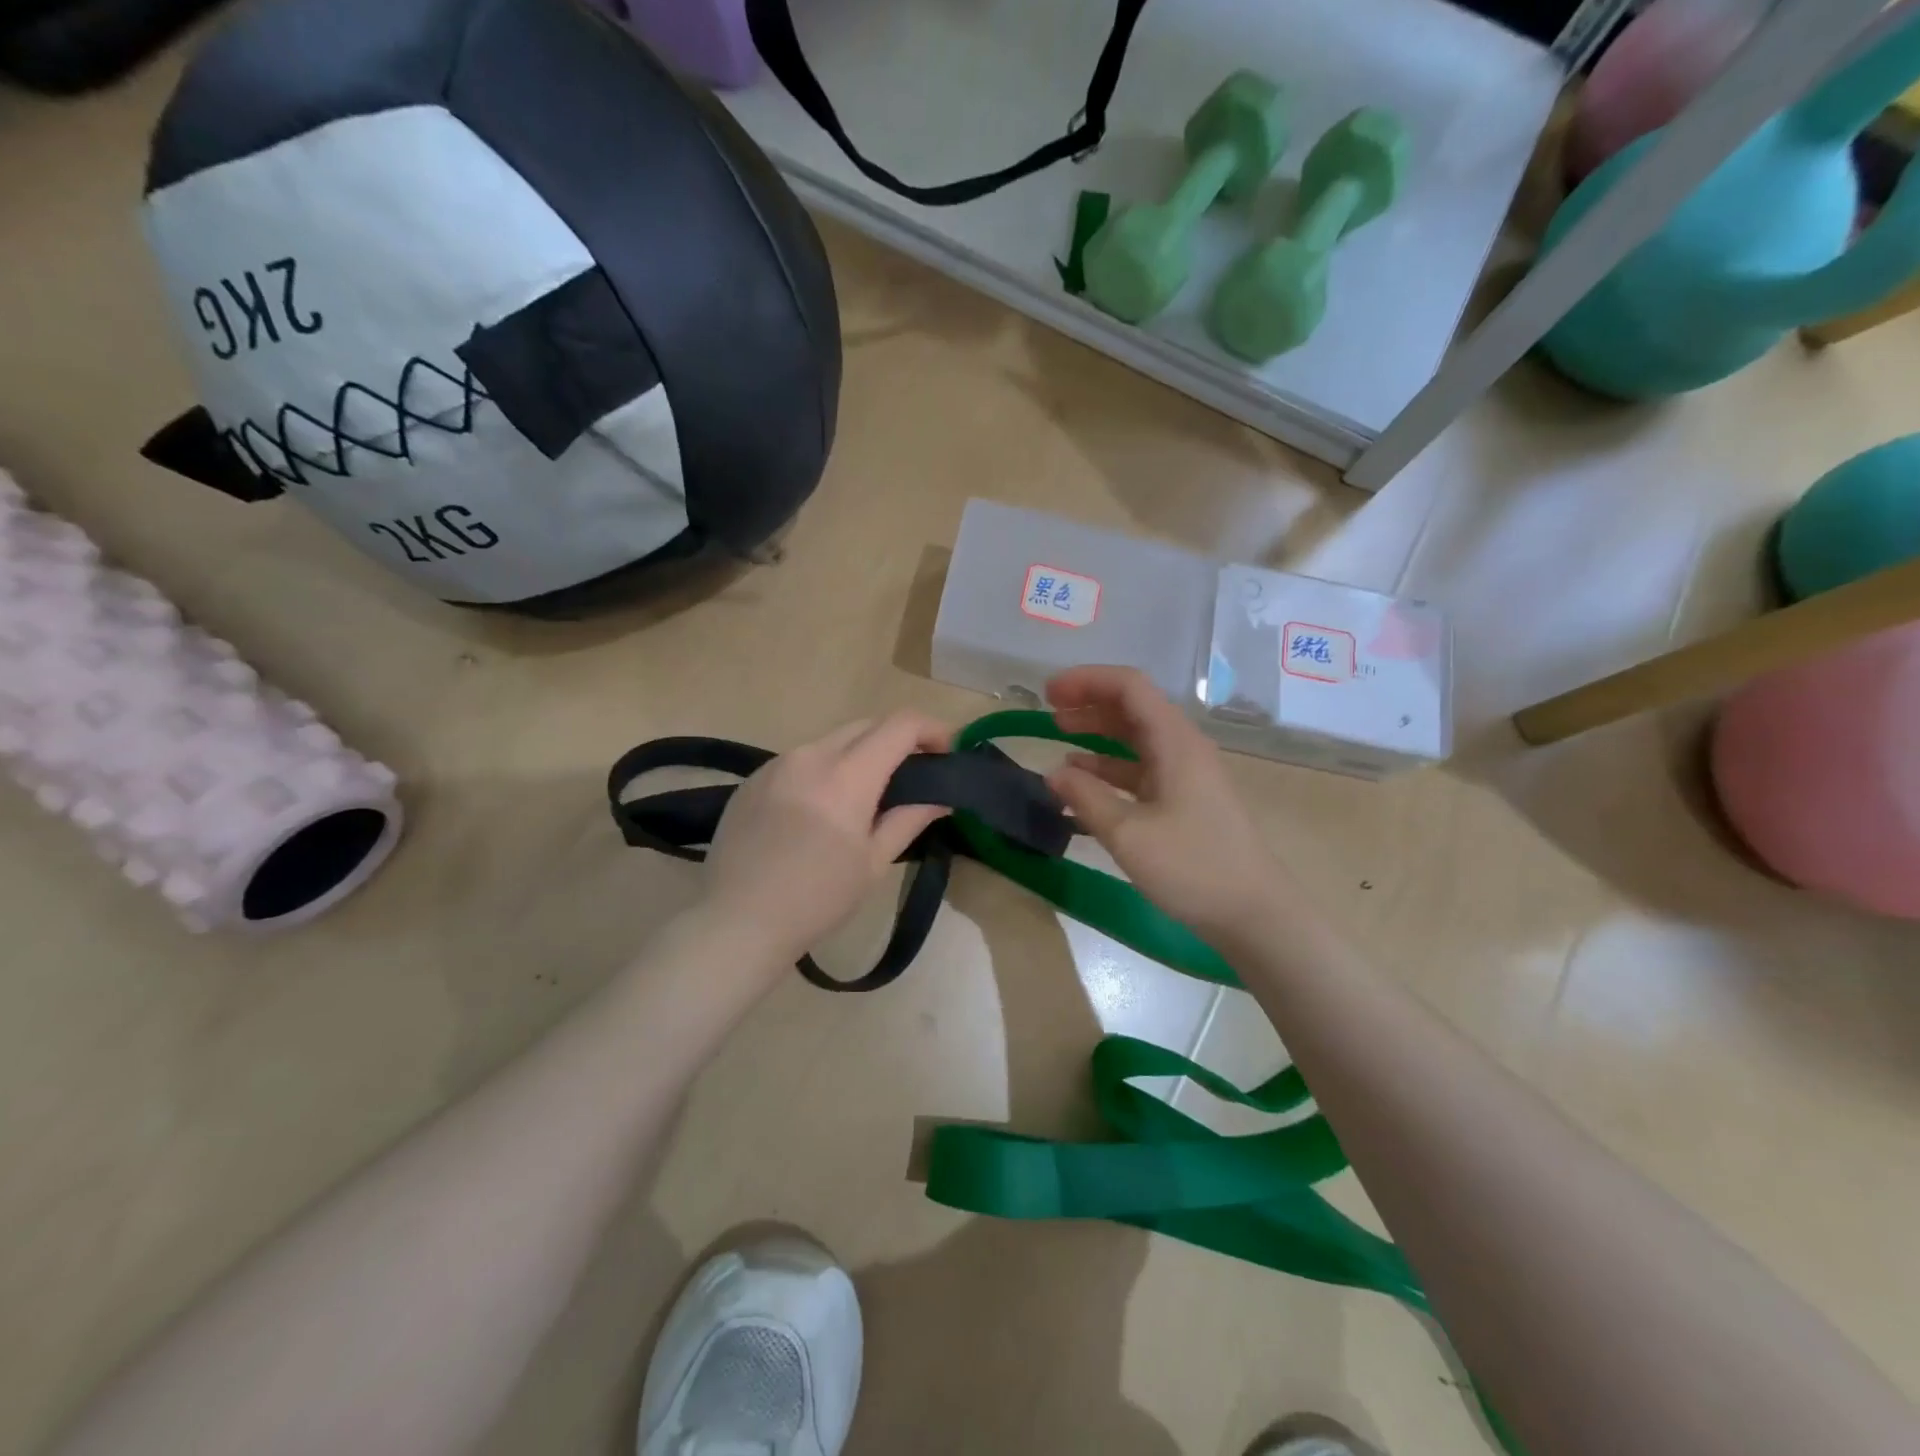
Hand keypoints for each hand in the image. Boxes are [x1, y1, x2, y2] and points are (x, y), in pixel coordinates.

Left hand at [701, 710, 953, 967]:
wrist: (737, 922)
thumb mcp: (874, 863)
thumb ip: (909, 819)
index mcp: (846, 775)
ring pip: (832, 740)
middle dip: (898, 739)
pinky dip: (826, 769)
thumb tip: (941, 797)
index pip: (900, 725)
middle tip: (916, 773)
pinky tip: (822, 808)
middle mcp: (810, 755)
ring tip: (869, 794)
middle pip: (867, 725)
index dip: (932, 729)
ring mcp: (776, 764)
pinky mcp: (753, 779)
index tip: (947, 752)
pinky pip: (801, 759)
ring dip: (861, 754)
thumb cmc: (817, 899)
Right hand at [1046, 665, 1284, 940]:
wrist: (1254, 914)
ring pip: (1136, 738)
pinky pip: (1142, 769)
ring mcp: (1186, 774)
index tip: (1048, 694)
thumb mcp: (1128, 834)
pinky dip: (1110, 768)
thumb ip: (1086, 797)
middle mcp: (1182, 747)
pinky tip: (1083, 782)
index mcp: (1175, 741)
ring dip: (1097, 734)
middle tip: (1048, 713)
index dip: (1086, 681)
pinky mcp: (1185, 800)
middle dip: (1089, 704)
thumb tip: (1052, 772)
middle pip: (1133, 707)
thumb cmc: (1192, 868)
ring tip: (1059, 739)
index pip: (1129, 686)